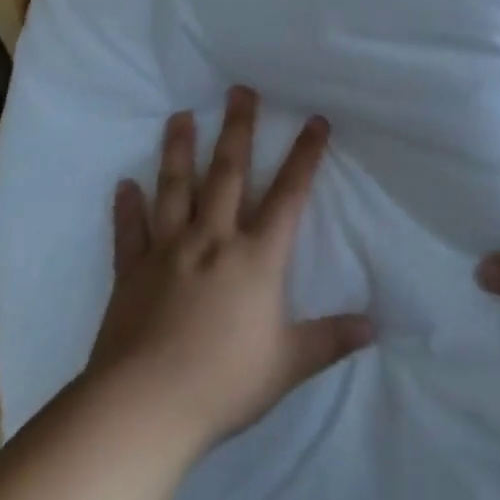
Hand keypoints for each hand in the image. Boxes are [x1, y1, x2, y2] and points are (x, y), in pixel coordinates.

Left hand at [90, 88, 374, 447]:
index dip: (305, 155)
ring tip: (180, 116)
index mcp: (255, 257)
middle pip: (228, 172)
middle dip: (238, 128)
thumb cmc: (222, 382)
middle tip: (239, 90)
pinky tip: (124, 185)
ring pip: (176, 188)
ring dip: (179, 149)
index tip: (315, 120)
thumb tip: (375, 326)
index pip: (288, 194)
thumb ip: (330, 339)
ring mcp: (169, 251)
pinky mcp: (132, 273)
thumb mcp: (287, 364)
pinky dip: (127, 208)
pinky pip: (130, 232)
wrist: (143, 409)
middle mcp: (213, 239)